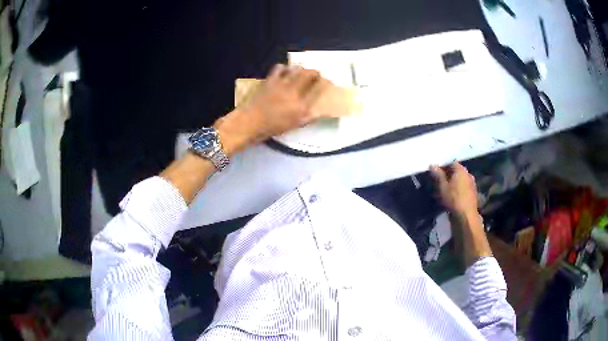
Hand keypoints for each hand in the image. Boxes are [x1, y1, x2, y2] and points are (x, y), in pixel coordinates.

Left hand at [215, 64, 323, 154]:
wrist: (250, 122)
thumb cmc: (273, 126)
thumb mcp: (294, 125)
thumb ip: (309, 117)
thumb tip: (320, 111)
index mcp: (301, 104)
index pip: (317, 89)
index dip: (323, 83)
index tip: (326, 82)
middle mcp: (293, 90)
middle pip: (308, 74)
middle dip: (315, 72)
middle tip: (316, 73)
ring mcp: (281, 83)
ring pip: (295, 69)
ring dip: (301, 68)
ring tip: (301, 71)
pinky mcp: (270, 80)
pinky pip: (279, 68)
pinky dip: (284, 68)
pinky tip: (284, 70)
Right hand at [430, 163, 478, 215]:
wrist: (466, 216)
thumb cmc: (453, 199)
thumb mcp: (442, 187)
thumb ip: (438, 175)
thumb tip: (432, 165)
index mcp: (461, 170)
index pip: (451, 162)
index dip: (442, 166)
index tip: (435, 172)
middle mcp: (468, 174)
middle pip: (456, 171)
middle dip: (447, 175)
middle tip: (438, 181)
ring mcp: (472, 184)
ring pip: (459, 180)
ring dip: (452, 183)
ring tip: (444, 190)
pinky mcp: (472, 193)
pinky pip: (463, 187)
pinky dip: (457, 189)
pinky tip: (451, 196)